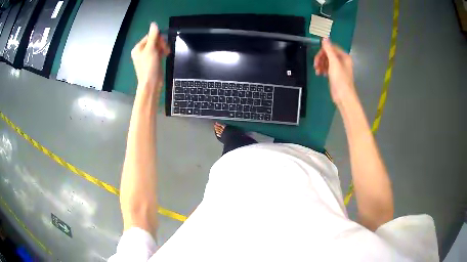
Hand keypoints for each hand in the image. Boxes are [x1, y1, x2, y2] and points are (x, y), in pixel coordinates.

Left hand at [131, 22, 169, 92]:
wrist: (151, 83)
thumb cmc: (149, 66)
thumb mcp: (151, 49)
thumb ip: (153, 36)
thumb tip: (154, 23)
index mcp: (138, 48)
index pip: (149, 36)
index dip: (157, 38)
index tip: (163, 43)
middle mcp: (141, 51)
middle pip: (153, 41)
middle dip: (161, 43)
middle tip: (165, 50)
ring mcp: (147, 56)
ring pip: (157, 46)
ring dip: (163, 48)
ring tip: (166, 53)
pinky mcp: (153, 61)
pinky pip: (159, 52)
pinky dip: (163, 52)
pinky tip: (166, 55)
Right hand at [314, 38, 355, 105]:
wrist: (343, 96)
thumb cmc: (340, 79)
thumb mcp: (334, 62)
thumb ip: (329, 49)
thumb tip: (325, 37)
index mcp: (344, 56)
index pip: (331, 47)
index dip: (323, 51)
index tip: (317, 57)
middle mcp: (342, 60)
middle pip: (328, 54)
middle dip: (321, 58)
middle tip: (315, 65)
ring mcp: (339, 68)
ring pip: (327, 61)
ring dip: (320, 64)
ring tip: (317, 71)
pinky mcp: (335, 75)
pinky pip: (327, 68)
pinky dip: (322, 69)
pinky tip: (319, 74)